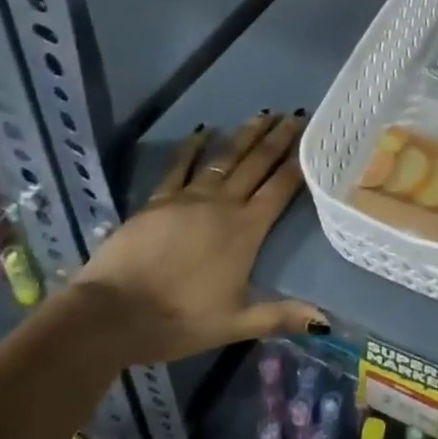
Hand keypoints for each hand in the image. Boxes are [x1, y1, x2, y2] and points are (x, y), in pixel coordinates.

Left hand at [71, 110, 324, 364]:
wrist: (111, 314)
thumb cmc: (177, 320)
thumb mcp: (234, 323)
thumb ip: (280, 315)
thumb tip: (327, 321)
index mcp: (246, 230)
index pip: (280, 188)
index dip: (298, 162)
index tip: (313, 138)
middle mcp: (223, 205)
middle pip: (257, 164)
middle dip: (278, 139)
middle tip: (295, 115)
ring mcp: (188, 198)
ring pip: (225, 158)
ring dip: (245, 136)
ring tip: (263, 115)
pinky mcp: (158, 201)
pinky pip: (179, 167)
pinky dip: (192, 148)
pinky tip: (202, 131)